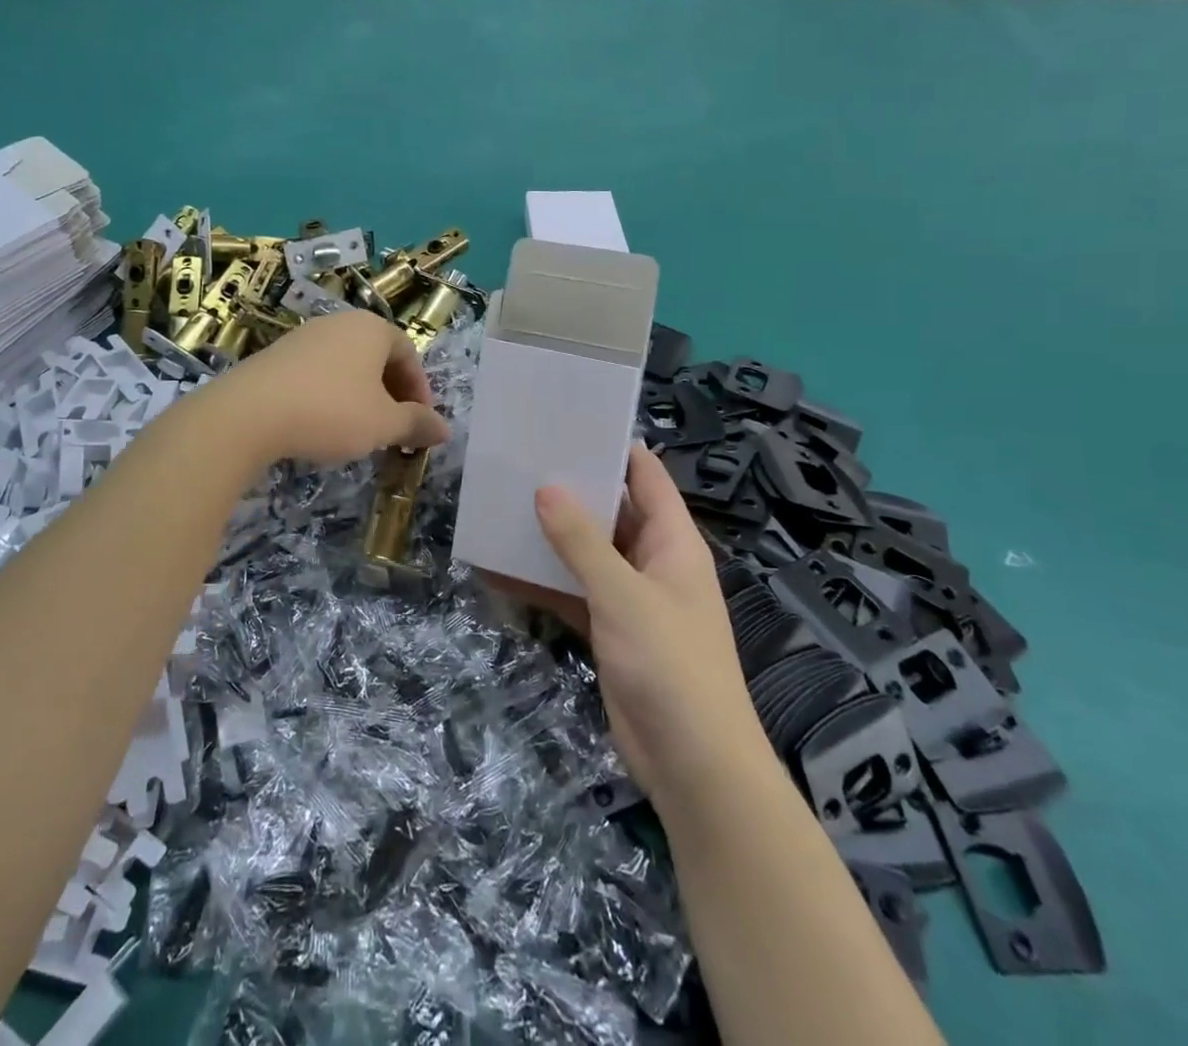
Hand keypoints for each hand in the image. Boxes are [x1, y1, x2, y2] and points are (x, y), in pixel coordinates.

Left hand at [212, 310, 449, 467]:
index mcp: (371, 328)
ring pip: (346, 366)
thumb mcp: (384, 424)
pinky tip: (322, 425)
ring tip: (360, 431)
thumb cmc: (331, 411)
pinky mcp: (275, 356)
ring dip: (361, 397)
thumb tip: (445, 430)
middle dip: (391, 394)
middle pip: (377, 357)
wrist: (249, 414)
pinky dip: (330, 396)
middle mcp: (339, 323)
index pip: (409, 353)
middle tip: (394, 429)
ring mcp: (304, 336)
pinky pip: (317, 373)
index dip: (420, 390)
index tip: (420, 424)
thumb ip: (417, 424)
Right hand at [532, 444, 759, 806]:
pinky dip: (540, 584)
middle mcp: (651, 562)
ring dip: (548, 538)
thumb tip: (546, 488)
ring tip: (498, 507)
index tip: (567, 422)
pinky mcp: (608, 631)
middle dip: (569, 490)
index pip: (646, 477)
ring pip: (584, 554)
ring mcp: (629, 599)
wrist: (692, 766)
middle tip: (517, 462)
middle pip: (609, 512)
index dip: (613, 447)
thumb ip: (582, 542)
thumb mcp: (623, 595)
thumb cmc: (670, 665)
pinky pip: (570, 594)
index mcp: (672, 541)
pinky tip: (495, 572)